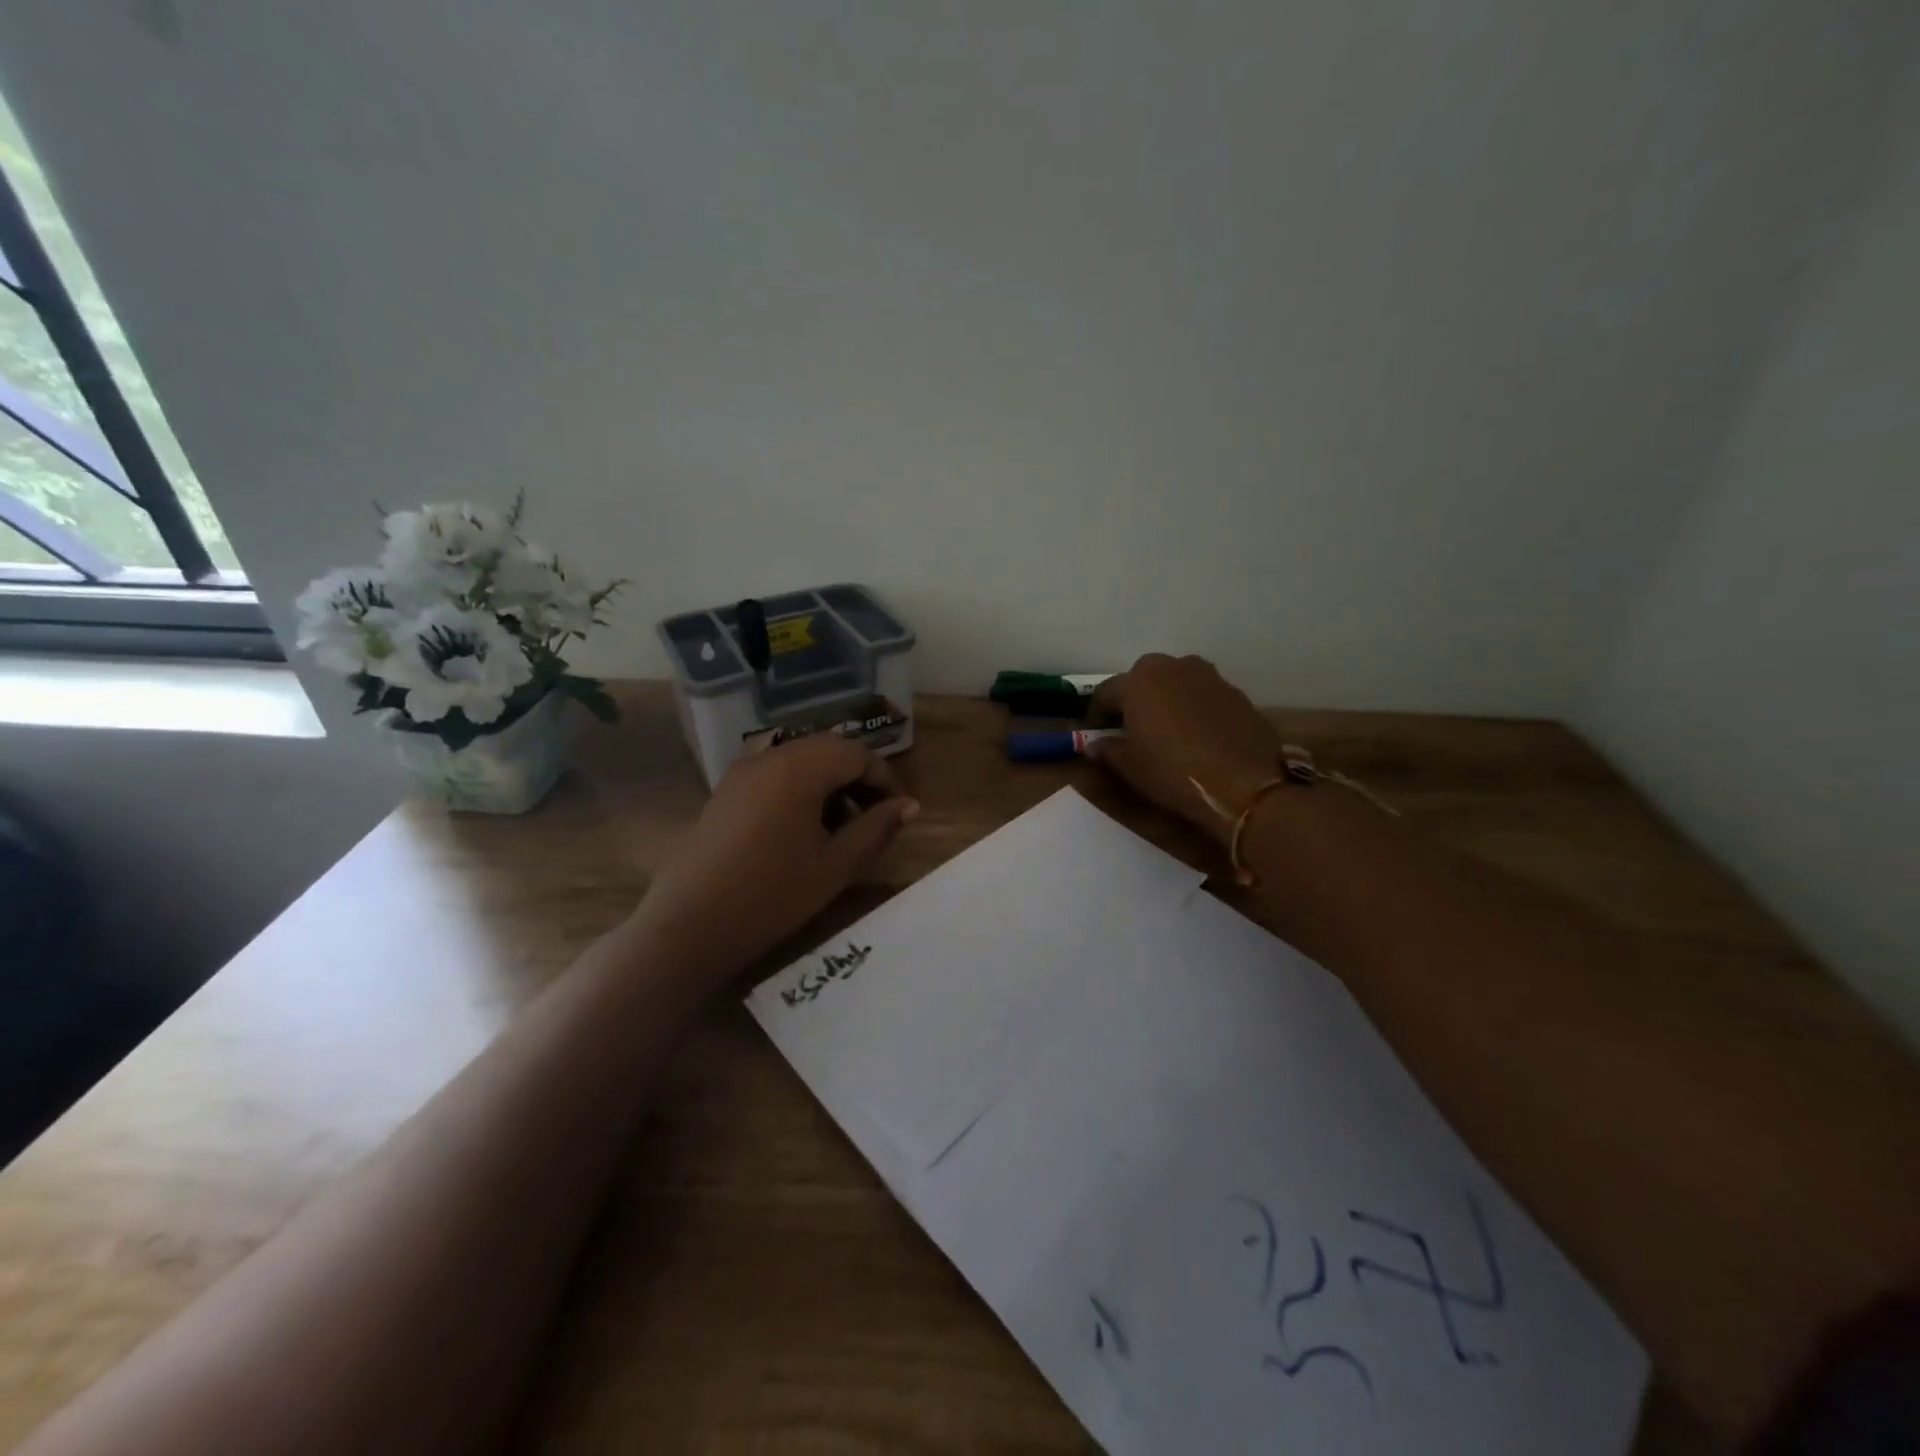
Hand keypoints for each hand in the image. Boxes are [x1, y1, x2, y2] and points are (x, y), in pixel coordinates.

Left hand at [637, 736, 918, 974]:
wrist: (690, 925)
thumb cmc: (773, 894)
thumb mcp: (837, 864)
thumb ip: (877, 828)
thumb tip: (909, 806)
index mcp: (800, 767)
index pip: (857, 753)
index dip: (885, 780)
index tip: (898, 814)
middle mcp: (770, 756)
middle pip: (828, 751)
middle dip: (857, 780)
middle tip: (873, 820)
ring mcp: (742, 772)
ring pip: (800, 762)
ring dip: (828, 785)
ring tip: (839, 830)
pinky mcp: (725, 792)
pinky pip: (774, 776)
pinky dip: (799, 791)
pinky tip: (801, 832)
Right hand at [1089, 654, 1285, 842]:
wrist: (1244, 785)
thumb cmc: (1173, 773)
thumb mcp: (1130, 767)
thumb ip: (1108, 750)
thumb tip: (1095, 745)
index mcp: (1138, 682)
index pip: (1106, 692)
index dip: (1096, 712)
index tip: (1095, 730)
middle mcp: (1172, 668)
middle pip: (1142, 678)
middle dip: (1133, 698)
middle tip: (1131, 726)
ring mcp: (1208, 676)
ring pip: (1175, 682)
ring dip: (1166, 698)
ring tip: (1166, 728)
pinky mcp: (1235, 692)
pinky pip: (1202, 694)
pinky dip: (1193, 707)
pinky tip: (1196, 734)